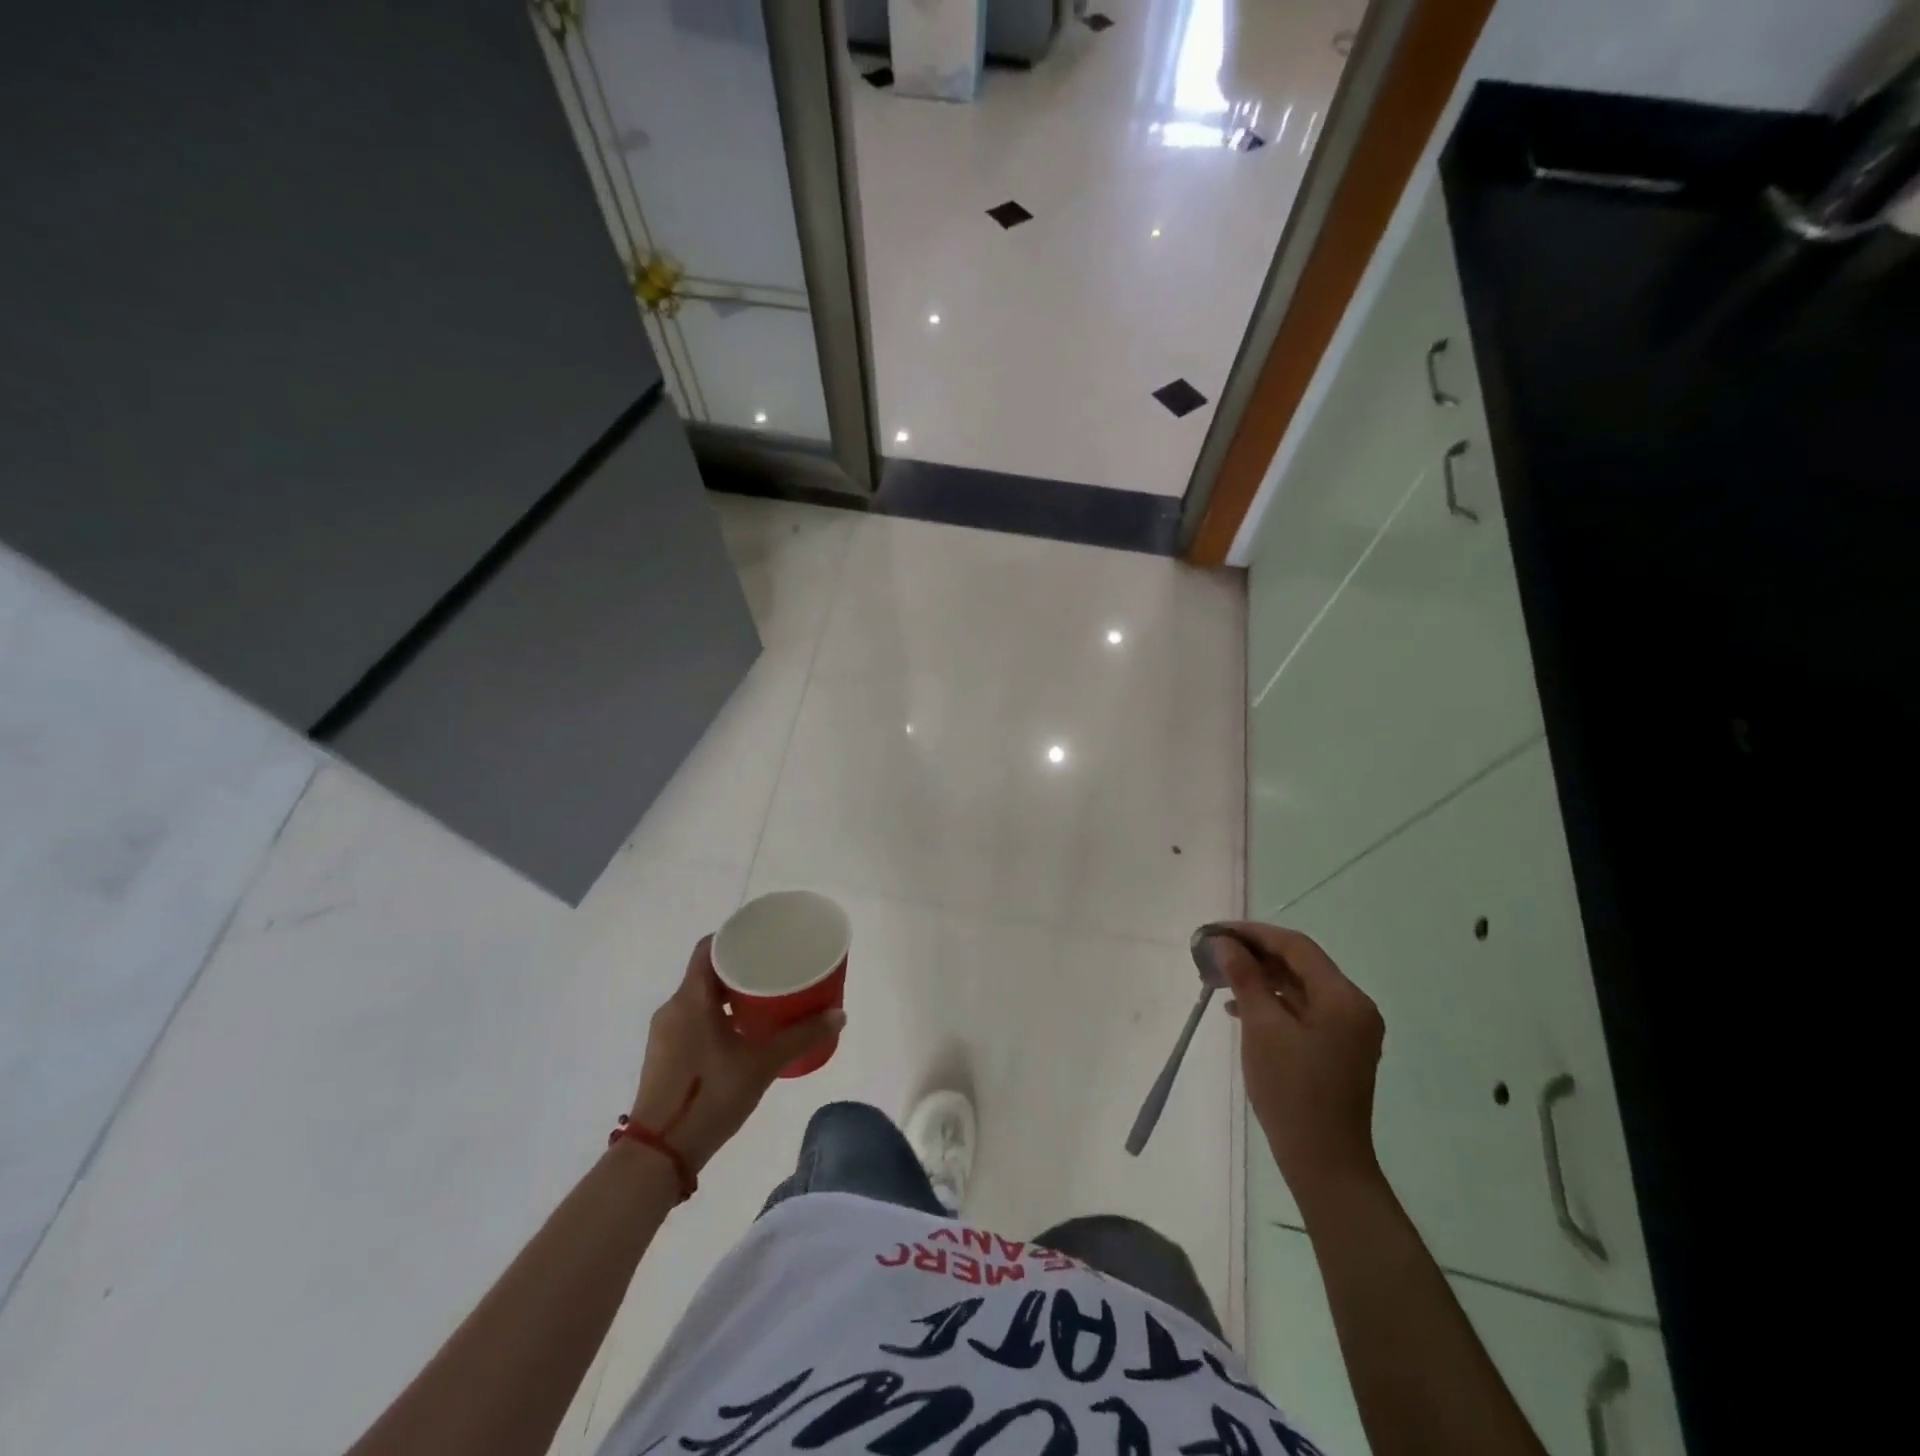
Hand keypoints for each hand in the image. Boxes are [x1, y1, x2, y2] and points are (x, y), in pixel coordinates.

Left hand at [628, 936, 844, 1172]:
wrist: (659, 1155)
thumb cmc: (709, 1096)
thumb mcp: (762, 1064)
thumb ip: (801, 1036)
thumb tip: (839, 1015)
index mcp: (690, 998)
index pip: (709, 947)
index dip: (734, 935)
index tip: (763, 936)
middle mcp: (673, 1008)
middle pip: (707, 972)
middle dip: (740, 967)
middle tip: (774, 968)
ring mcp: (665, 1034)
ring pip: (700, 998)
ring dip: (729, 995)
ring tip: (765, 999)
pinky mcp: (664, 1057)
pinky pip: (693, 1020)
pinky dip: (718, 1016)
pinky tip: (743, 1033)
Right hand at [1217, 922, 1385, 1204]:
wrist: (1324, 1163)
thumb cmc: (1292, 1090)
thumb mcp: (1262, 1027)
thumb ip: (1244, 978)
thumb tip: (1225, 943)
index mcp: (1343, 998)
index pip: (1296, 946)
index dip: (1254, 933)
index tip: (1217, 932)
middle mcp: (1353, 1007)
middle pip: (1299, 965)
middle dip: (1255, 955)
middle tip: (1214, 953)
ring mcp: (1348, 1031)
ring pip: (1298, 988)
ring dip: (1260, 980)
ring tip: (1219, 980)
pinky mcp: (1337, 1050)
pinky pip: (1302, 1012)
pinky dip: (1271, 1004)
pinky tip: (1239, 1011)